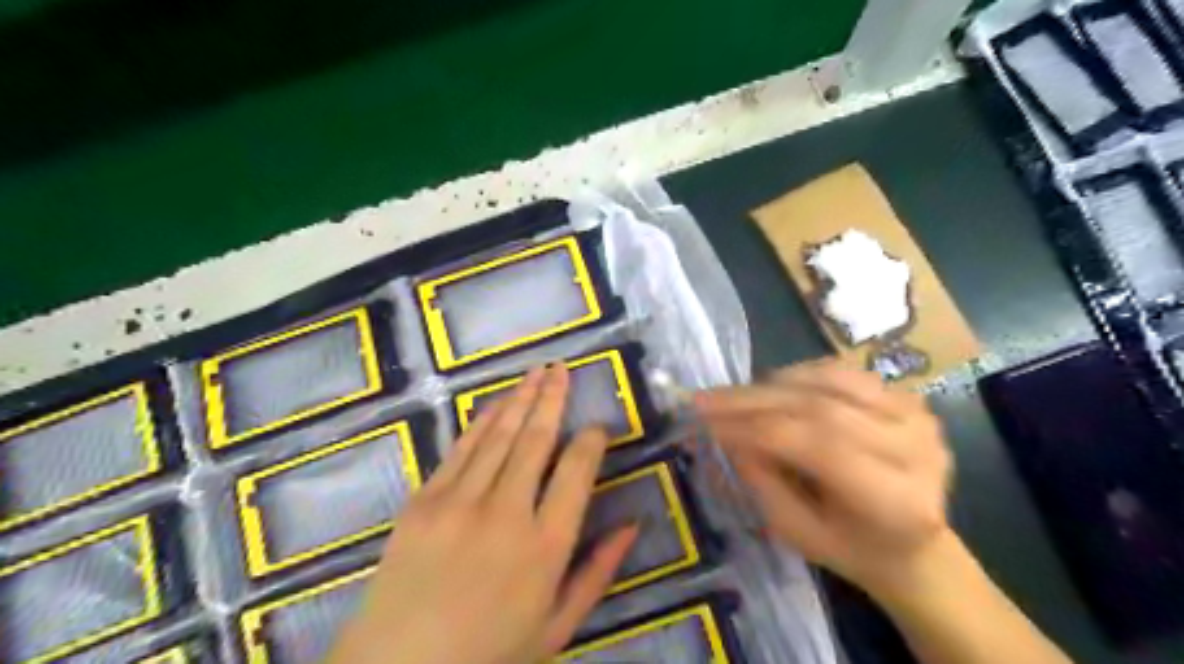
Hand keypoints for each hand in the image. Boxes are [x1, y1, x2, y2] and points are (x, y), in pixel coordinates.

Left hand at [327, 367, 642, 660]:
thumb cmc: (490, 653)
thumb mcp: (557, 626)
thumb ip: (598, 572)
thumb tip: (632, 525)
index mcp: (546, 547)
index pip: (577, 472)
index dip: (591, 440)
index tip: (597, 426)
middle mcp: (506, 513)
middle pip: (536, 440)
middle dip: (553, 399)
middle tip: (562, 370)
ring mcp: (460, 502)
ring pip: (499, 435)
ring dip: (521, 399)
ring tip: (537, 372)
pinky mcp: (424, 500)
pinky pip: (461, 449)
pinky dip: (483, 421)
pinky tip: (497, 402)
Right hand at [696, 360, 949, 597]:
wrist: (915, 545)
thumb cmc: (852, 549)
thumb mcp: (798, 533)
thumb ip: (763, 480)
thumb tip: (729, 432)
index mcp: (896, 500)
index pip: (816, 446)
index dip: (754, 428)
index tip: (705, 421)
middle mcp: (916, 449)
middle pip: (820, 407)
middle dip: (753, 401)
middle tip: (706, 399)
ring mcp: (917, 417)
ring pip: (830, 380)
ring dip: (774, 384)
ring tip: (736, 396)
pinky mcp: (910, 398)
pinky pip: (844, 373)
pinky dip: (801, 375)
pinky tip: (773, 387)